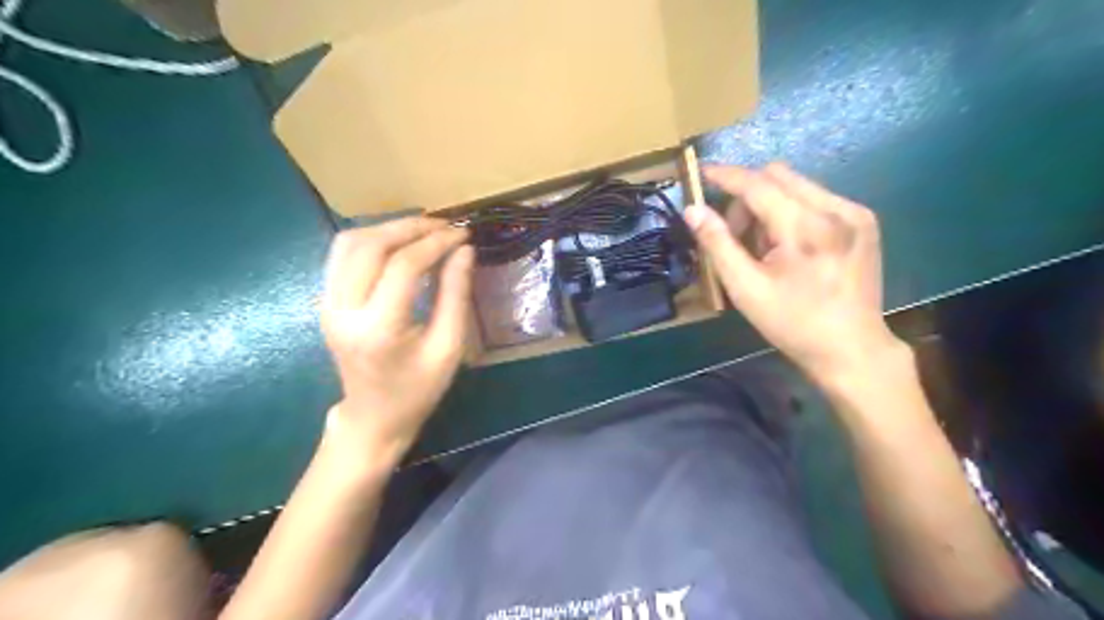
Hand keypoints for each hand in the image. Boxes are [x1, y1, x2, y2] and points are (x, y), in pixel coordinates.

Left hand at [320, 219, 473, 465]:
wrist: (373, 416)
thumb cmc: (418, 389)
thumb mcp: (449, 347)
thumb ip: (456, 296)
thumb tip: (464, 251)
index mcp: (378, 329)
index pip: (404, 266)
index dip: (436, 243)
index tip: (462, 235)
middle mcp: (343, 310)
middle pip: (371, 246)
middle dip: (411, 227)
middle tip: (444, 226)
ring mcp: (327, 304)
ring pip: (350, 242)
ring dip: (388, 228)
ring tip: (423, 230)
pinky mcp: (325, 300)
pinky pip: (342, 254)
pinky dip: (371, 238)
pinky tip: (397, 243)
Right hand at [689, 163, 901, 380]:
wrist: (852, 349)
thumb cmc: (793, 323)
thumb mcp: (746, 289)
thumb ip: (717, 244)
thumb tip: (693, 210)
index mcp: (805, 227)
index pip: (758, 184)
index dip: (726, 176)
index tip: (703, 172)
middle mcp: (836, 209)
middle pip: (778, 176)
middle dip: (747, 196)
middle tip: (736, 233)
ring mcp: (855, 213)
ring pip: (798, 186)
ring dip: (770, 205)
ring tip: (766, 247)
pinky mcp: (865, 222)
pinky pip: (817, 199)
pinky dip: (793, 212)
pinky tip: (792, 246)